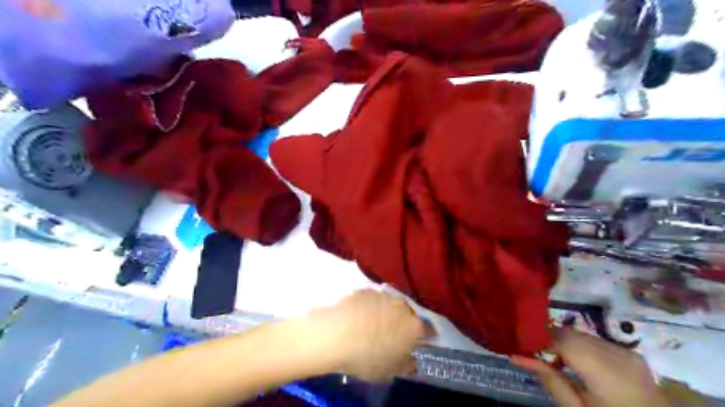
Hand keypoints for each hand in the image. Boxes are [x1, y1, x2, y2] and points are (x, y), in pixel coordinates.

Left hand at [304, 290, 425, 380]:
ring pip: (389, 304)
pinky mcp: (365, 289)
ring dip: (385, 312)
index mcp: (413, 326)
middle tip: (392, 334)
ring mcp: (382, 294)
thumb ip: (404, 363)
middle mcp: (402, 305)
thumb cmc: (365, 356)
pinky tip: (358, 316)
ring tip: (372, 325)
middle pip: (406, 313)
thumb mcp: (388, 369)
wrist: (335, 333)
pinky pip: (372, 299)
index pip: (425, 329)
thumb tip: (410, 361)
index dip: (421, 335)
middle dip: (401, 322)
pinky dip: (369, 306)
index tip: (415, 341)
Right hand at [509, 327, 667, 406]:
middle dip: (550, 340)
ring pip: (582, 334)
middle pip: (571, 333)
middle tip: (537, 355)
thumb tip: (517, 356)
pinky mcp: (632, 354)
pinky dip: (580, 347)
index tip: (524, 348)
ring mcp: (628, 352)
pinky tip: (577, 363)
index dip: (540, 340)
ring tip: (557, 362)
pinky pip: (596, 341)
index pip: (563, 339)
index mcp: (607, 372)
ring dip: (564, 343)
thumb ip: (550, 380)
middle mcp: (619, 354)